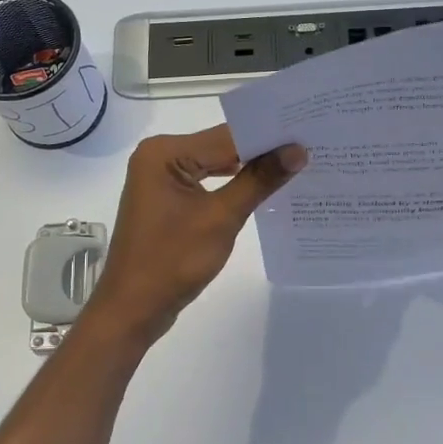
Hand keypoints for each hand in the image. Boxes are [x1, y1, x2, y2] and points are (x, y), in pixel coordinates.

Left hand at [86, 126, 307, 345]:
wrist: (133, 309)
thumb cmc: (172, 260)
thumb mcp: (221, 218)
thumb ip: (259, 180)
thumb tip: (297, 151)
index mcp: (164, 152)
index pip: (227, 135)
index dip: (268, 136)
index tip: (308, 135)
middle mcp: (159, 156)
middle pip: (221, 146)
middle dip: (261, 151)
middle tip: (309, 148)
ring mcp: (162, 179)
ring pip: (216, 164)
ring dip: (250, 169)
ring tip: (295, 166)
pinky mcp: (168, 200)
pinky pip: (207, 183)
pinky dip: (233, 186)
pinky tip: (264, 189)